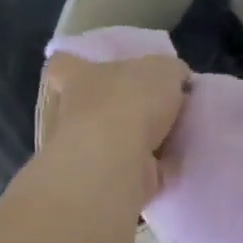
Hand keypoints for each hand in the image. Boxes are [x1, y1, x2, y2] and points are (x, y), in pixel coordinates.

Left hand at [39, 52, 190, 202]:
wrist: (117, 160)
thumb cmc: (130, 101)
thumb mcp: (164, 68)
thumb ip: (170, 72)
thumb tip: (177, 81)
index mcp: (78, 76)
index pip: (65, 63)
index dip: (79, 63)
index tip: (100, 70)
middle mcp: (74, 112)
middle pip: (94, 105)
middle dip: (120, 108)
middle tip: (156, 109)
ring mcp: (86, 150)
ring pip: (115, 141)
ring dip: (140, 142)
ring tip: (176, 137)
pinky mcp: (105, 179)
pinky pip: (134, 170)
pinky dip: (154, 169)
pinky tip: (178, 164)